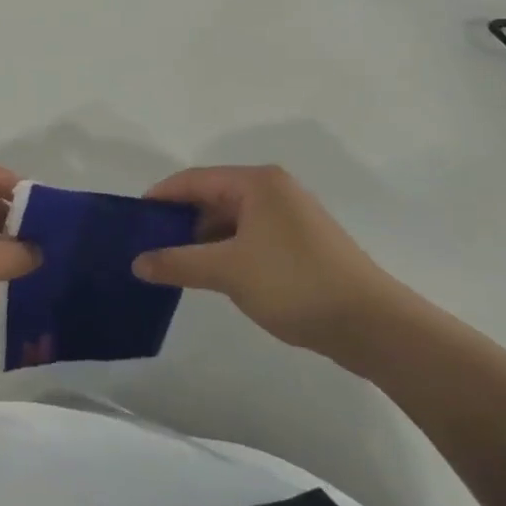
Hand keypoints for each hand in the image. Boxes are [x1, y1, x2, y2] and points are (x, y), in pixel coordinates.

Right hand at [133, 165, 409, 354]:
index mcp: (257, 183)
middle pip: (212, 197)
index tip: (132, 220)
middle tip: (149, 246)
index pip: (193, 179)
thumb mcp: (227, 271)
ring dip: (202, 239)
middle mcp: (273, 190)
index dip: (160, 198)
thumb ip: (177, 263)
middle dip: (180, 221)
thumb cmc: (294, 283)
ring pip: (231, 220)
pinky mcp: (301, 244)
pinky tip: (212, 275)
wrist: (373, 325)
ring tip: (174, 264)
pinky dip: (226, 251)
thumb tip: (137, 263)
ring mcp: (290, 217)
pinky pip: (249, 237)